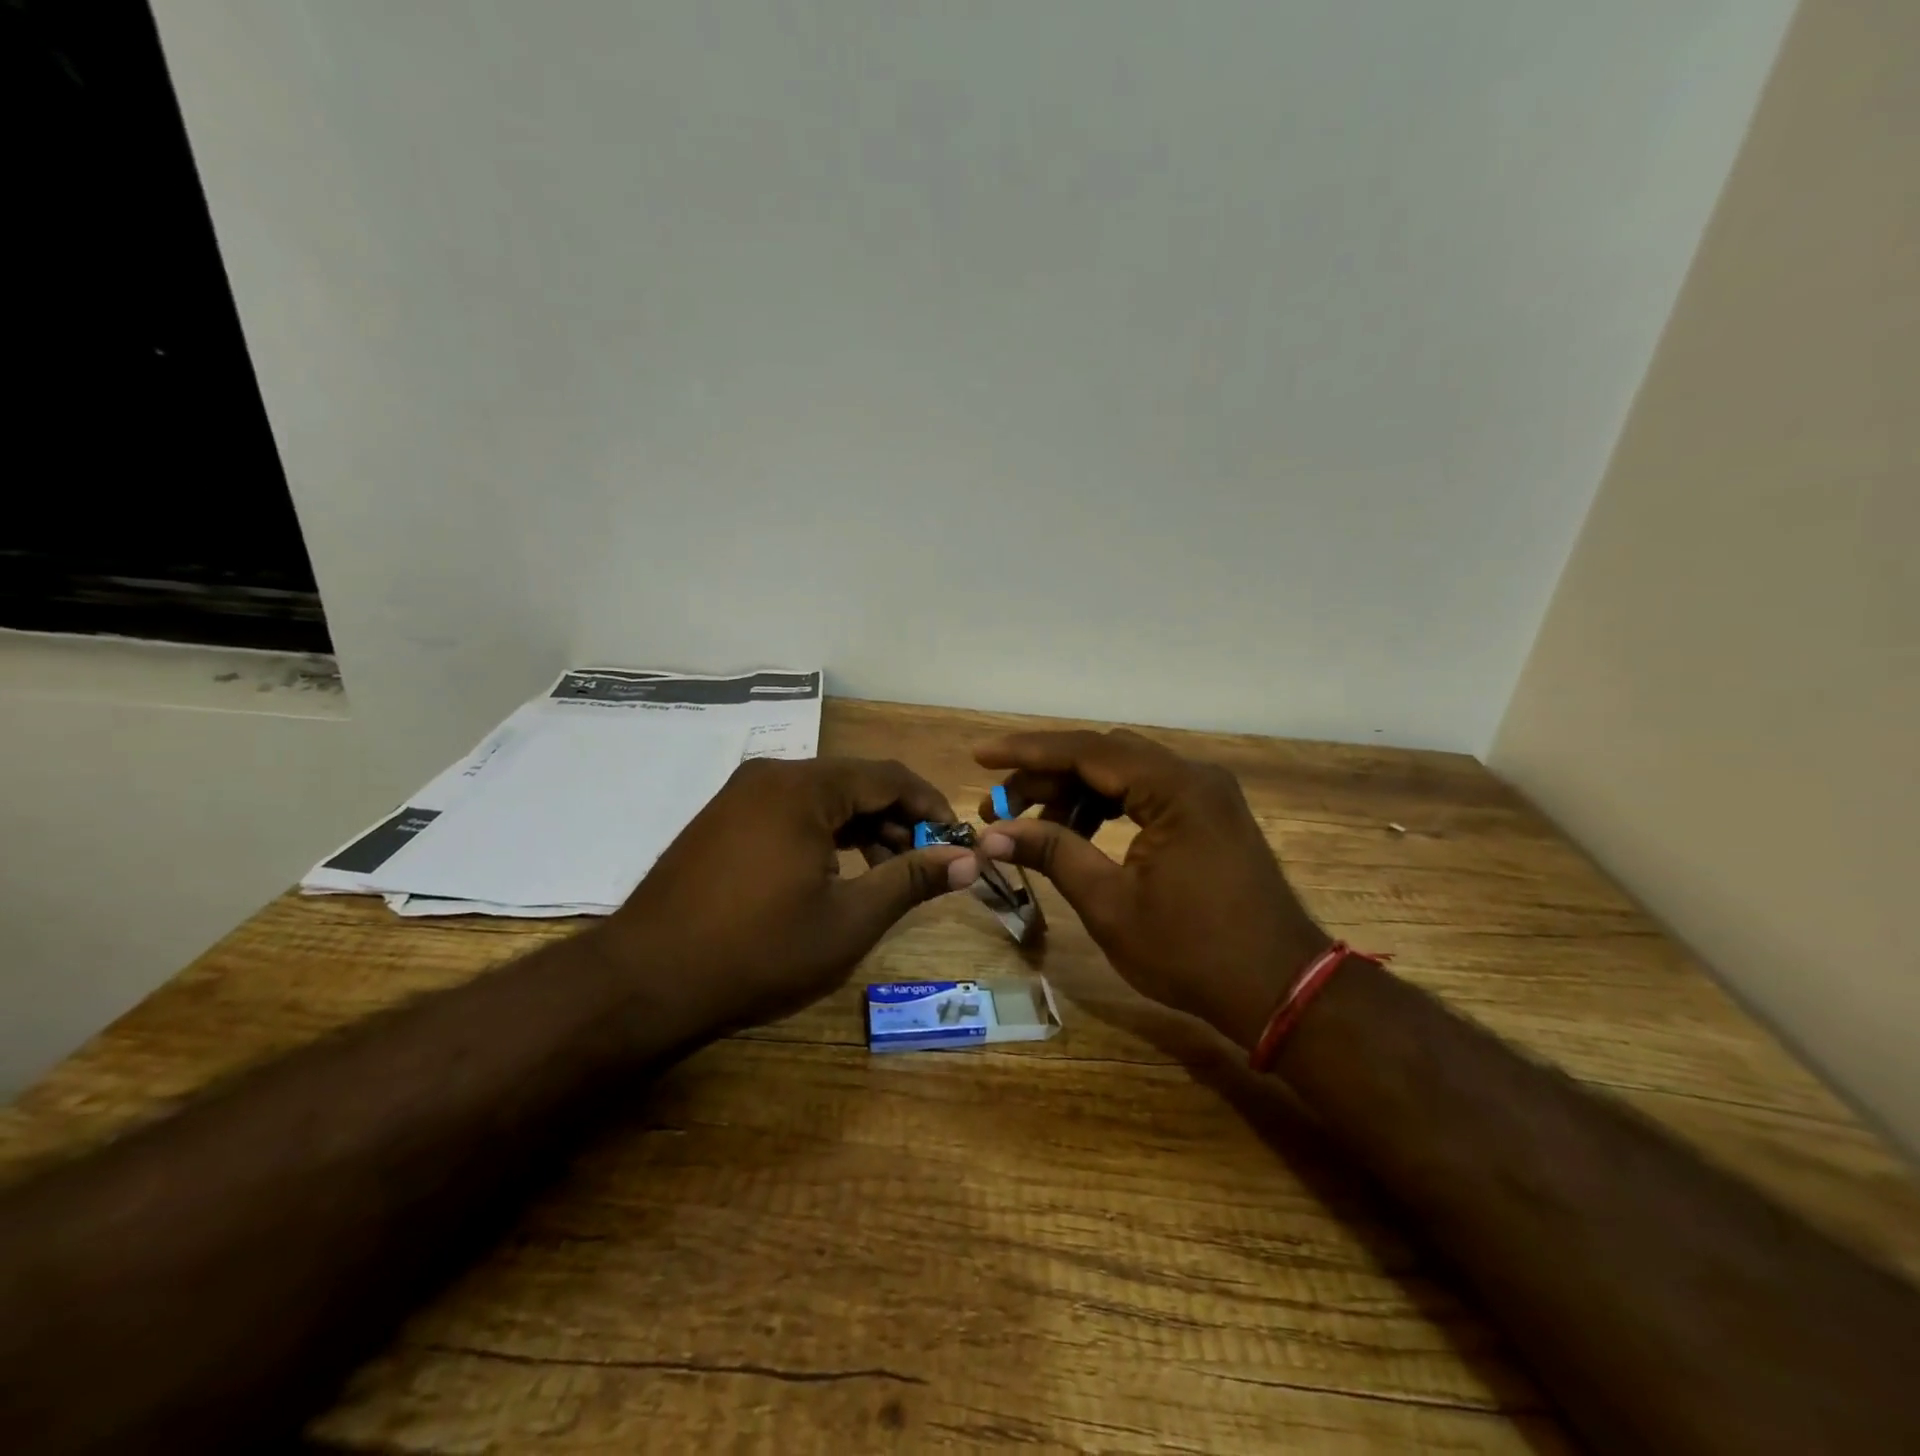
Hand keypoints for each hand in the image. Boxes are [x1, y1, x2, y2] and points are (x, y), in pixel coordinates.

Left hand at [591, 757, 968, 1035]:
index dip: (931, 805)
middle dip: (897, 821)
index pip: (889, 776)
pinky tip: (832, 875)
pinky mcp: (721, 820)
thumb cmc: (758, 951)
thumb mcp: (849, 920)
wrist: (644, 983)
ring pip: (822, 799)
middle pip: (855, 784)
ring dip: (861, 830)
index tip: (956, 842)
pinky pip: (789, 813)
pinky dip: (823, 836)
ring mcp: (740, 796)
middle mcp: (771, 776)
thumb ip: (911, 879)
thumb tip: (970, 859)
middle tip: (921, 867)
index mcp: (803, 788)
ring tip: (880, 878)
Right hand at [967, 729, 1328, 1048]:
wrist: (1280, 989)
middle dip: (1046, 776)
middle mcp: (1194, 776)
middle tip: (999, 807)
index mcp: (1175, 789)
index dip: (1027, 752)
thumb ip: (1053, 854)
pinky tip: (1077, 833)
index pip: (1086, 751)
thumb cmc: (1192, 952)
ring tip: (1032, 827)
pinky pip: (1145, 793)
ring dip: (1074, 793)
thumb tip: (994, 834)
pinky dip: (1106, 807)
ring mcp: (1205, 794)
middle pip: (1104, 756)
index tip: (981, 756)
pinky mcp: (1209, 814)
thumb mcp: (1110, 904)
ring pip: (1123, 773)